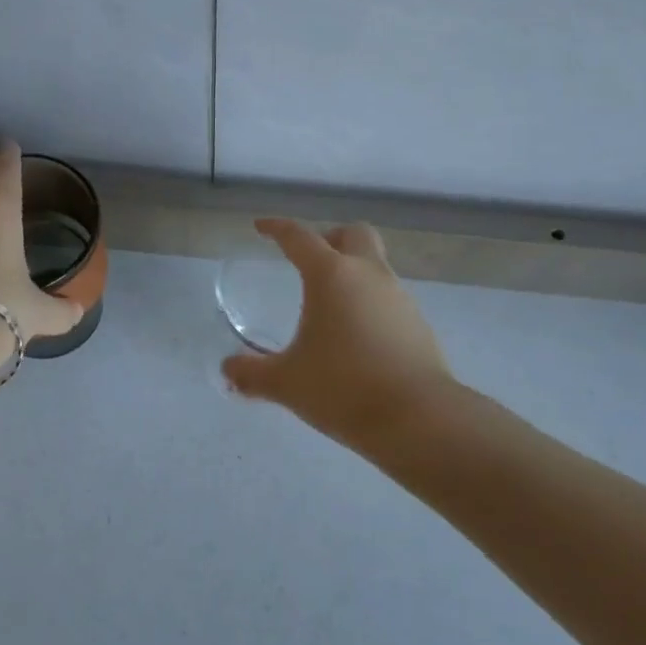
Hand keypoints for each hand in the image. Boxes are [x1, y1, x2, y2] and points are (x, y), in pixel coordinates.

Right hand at [221, 218, 452, 443]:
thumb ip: (252, 374)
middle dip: (330, 238)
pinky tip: (357, 336)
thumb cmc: (343, 388)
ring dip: (353, 272)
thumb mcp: (287, 382)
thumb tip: (227, 371)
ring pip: (375, 265)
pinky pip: (389, 297)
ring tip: (330, 308)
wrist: (418, 418)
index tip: (262, 227)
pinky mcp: (418, 323)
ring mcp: (399, 296)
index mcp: (331, 275)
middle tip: (310, 261)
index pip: (299, 237)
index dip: (277, 228)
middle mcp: (368, 274)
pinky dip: (370, 303)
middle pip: (353, 234)